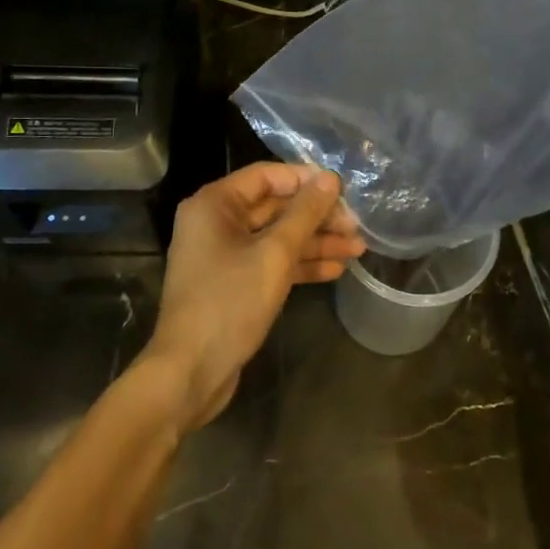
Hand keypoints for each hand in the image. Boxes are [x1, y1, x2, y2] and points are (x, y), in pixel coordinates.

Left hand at [142, 163, 364, 430]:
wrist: (191, 372)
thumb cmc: (229, 302)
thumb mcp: (274, 254)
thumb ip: (305, 214)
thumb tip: (331, 178)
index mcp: (215, 204)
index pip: (268, 176)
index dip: (307, 180)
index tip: (344, 191)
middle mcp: (216, 223)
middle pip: (275, 207)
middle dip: (317, 217)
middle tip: (357, 226)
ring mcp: (224, 255)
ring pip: (277, 237)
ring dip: (315, 242)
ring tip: (358, 249)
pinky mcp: (234, 283)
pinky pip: (271, 262)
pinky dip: (300, 264)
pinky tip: (335, 269)